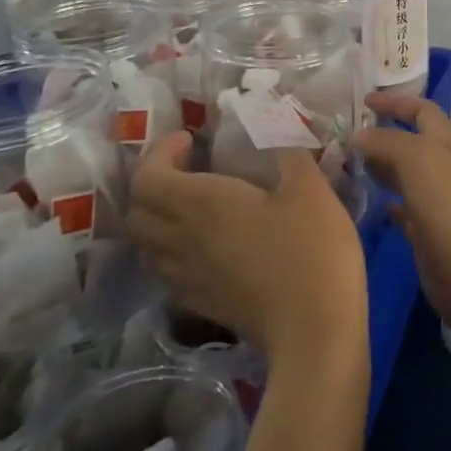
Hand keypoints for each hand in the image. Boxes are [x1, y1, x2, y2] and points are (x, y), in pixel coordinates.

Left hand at [126, 133, 368, 375]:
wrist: (314, 331)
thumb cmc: (310, 249)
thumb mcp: (309, 186)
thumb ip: (288, 148)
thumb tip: (278, 120)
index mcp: (201, 205)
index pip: (147, 177)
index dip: (159, 153)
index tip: (191, 139)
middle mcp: (181, 240)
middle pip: (137, 210)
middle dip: (154, 181)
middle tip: (188, 166)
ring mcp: (186, 277)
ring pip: (146, 242)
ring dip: (158, 215)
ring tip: (192, 202)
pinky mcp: (200, 303)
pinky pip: (166, 268)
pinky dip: (171, 246)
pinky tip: (205, 242)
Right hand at [355, 94, 450, 344]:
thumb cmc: (444, 201)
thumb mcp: (414, 156)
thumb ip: (385, 141)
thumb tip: (358, 136)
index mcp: (443, 141)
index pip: (421, 109)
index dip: (395, 102)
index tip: (364, 101)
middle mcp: (440, 165)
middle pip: (409, 141)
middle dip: (380, 135)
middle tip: (345, 137)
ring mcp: (433, 198)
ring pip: (402, 173)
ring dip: (378, 167)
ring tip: (345, 166)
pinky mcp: (425, 229)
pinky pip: (401, 208)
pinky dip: (384, 202)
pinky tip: (365, 202)